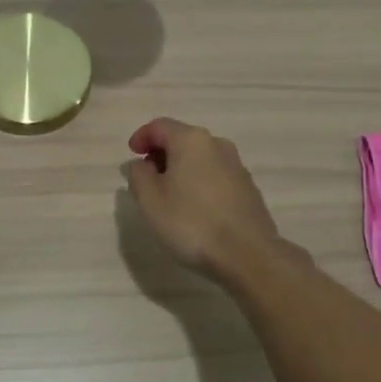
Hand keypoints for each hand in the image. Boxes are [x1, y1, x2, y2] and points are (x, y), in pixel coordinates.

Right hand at [122, 118, 285, 282]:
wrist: (248, 255)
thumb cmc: (191, 223)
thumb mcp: (150, 200)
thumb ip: (138, 175)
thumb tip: (143, 164)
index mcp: (191, 141)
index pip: (159, 126)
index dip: (141, 137)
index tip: (131, 155)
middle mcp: (217, 144)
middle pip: (182, 139)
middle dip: (161, 154)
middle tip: (146, 178)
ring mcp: (237, 166)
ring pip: (200, 158)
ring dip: (181, 170)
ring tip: (169, 196)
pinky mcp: (248, 188)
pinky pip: (215, 176)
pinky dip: (199, 183)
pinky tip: (194, 208)